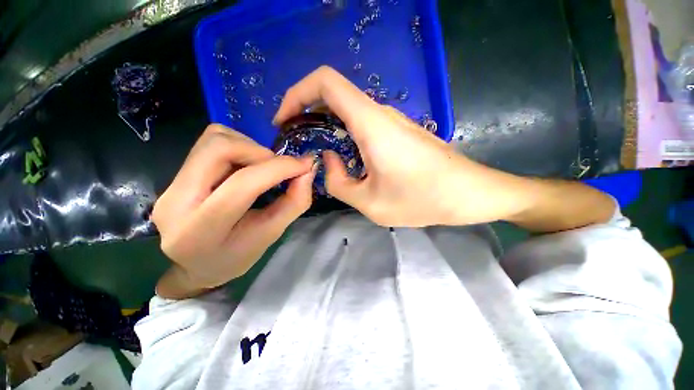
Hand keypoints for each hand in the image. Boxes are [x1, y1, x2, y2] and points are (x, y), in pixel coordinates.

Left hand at [152, 125, 315, 296]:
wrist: (194, 266)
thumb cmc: (235, 258)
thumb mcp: (269, 236)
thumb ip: (293, 203)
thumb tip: (307, 171)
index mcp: (200, 228)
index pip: (243, 184)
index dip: (280, 168)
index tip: (306, 165)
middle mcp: (175, 200)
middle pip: (219, 148)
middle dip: (260, 152)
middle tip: (279, 167)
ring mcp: (170, 184)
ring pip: (213, 139)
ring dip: (249, 147)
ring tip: (262, 168)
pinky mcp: (175, 175)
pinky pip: (210, 143)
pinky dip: (238, 147)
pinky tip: (246, 166)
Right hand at [273, 66, 521, 226]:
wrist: (469, 194)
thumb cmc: (423, 199)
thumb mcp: (370, 203)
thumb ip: (339, 182)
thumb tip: (330, 160)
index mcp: (371, 123)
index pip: (325, 82)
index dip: (297, 93)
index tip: (285, 120)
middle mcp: (380, 113)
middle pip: (334, 95)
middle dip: (307, 113)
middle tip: (296, 141)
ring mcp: (391, 121)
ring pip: (348, 111)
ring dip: (326, 126)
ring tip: (317, 153)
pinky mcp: (399, 131)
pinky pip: (362, 124)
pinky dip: (344, 134)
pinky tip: (345, 157)